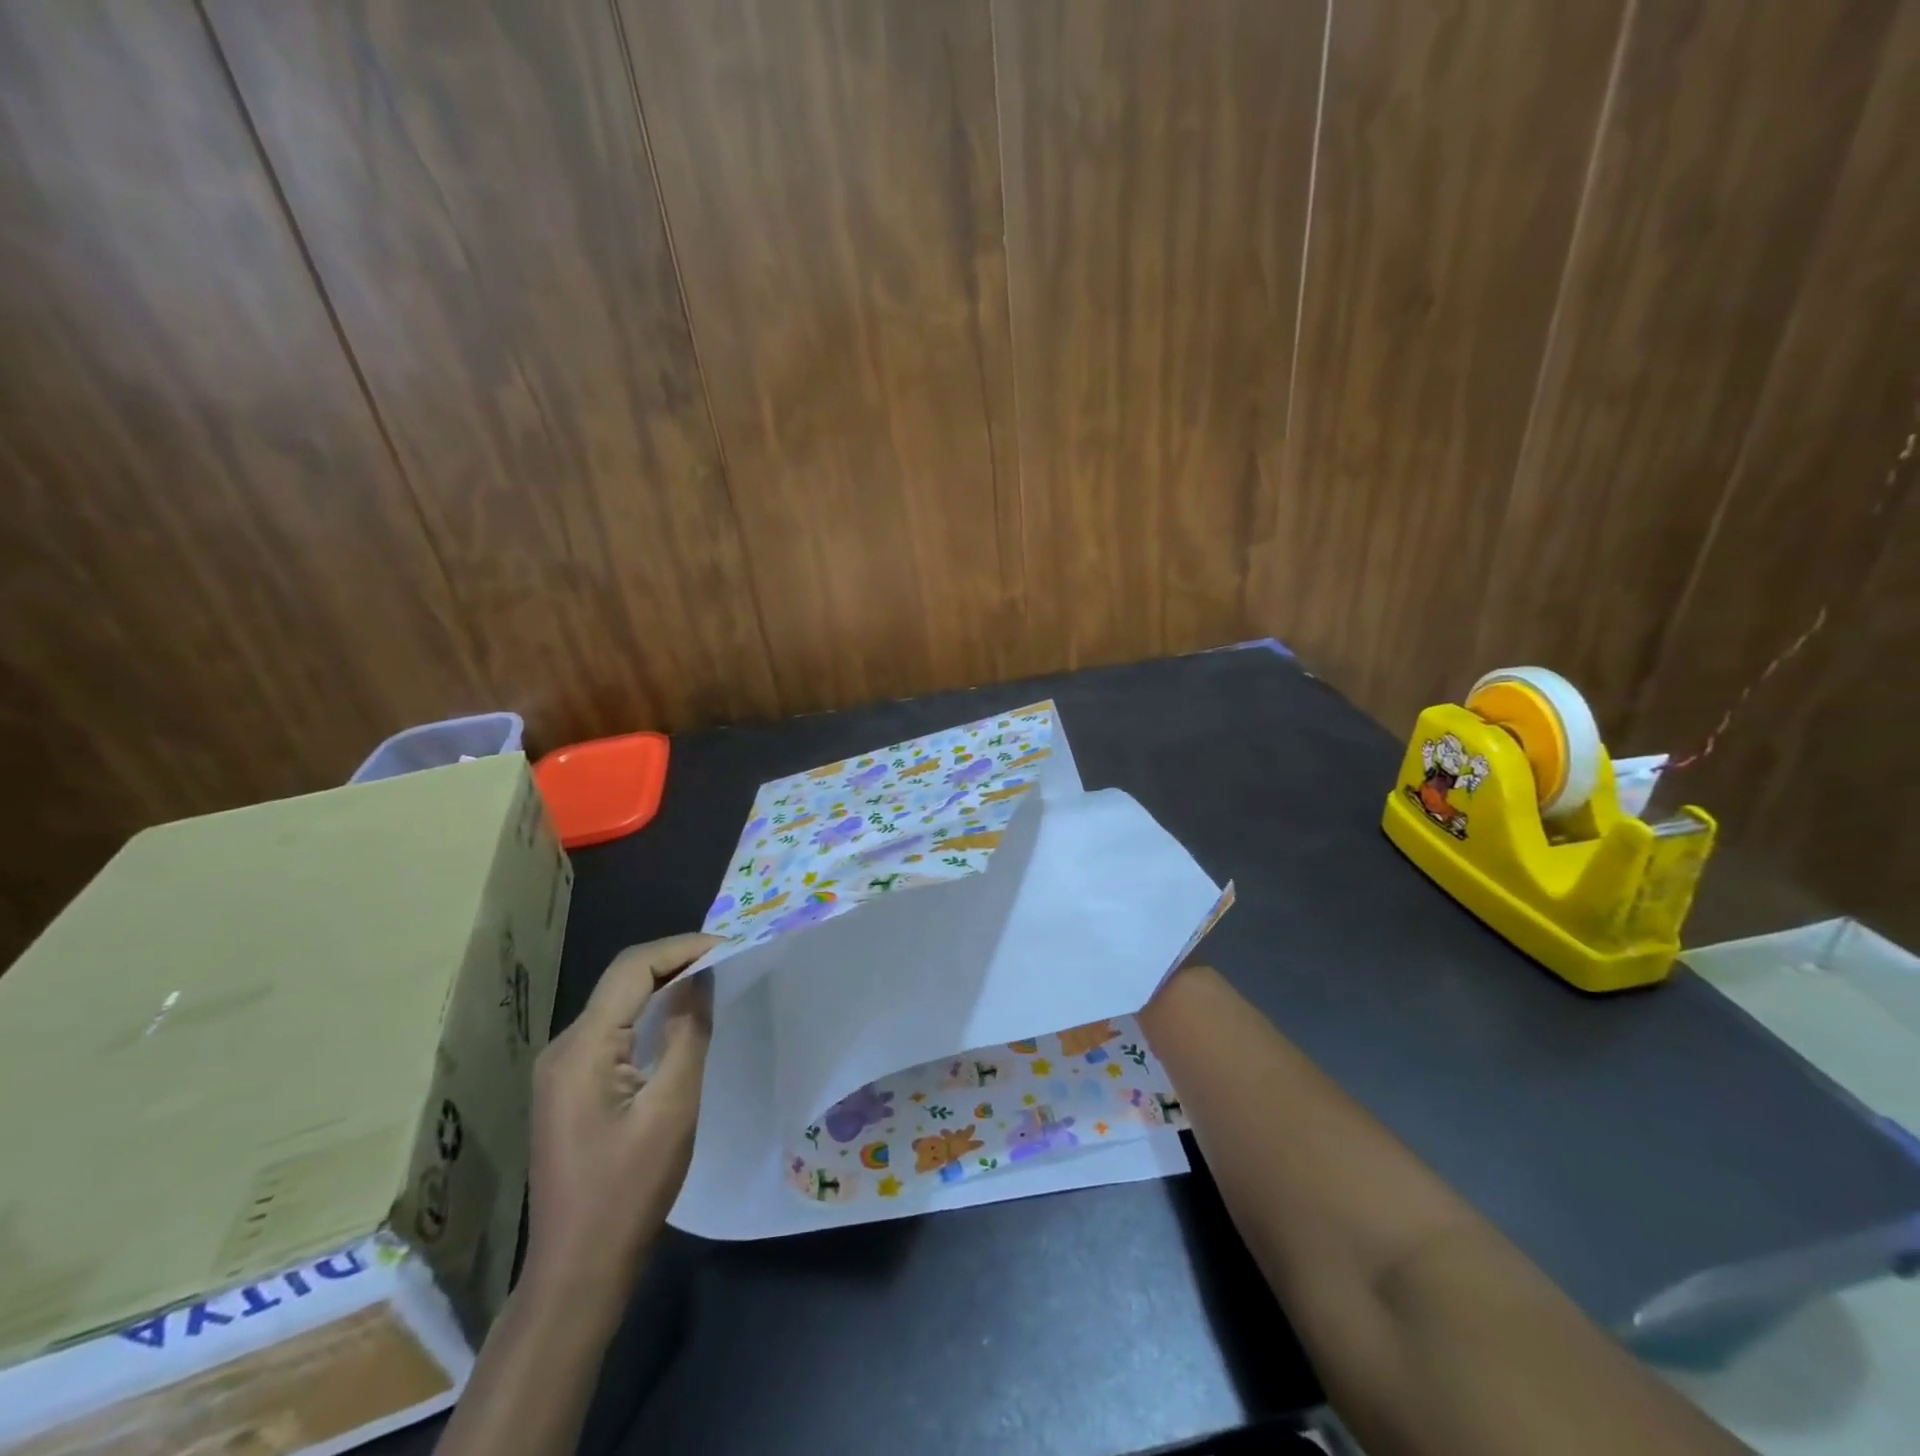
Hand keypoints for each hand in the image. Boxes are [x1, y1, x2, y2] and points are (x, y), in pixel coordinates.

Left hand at [524, 933, 718, 1299]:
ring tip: (711, 980)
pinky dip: (648, 1012)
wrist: (577, 1270)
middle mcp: (563, 1048)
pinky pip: (612, 1029)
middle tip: (726, 960)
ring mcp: (561, 1069)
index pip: (632, 969)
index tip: (728, 947)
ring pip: (617, 1002)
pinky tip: (678, 1019)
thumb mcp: (672, 1108)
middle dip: (674, 960)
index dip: (681, 948)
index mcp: (582, 1049)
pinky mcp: (569, 1087)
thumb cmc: (628, 1190)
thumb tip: (701, 978)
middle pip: (621, 980)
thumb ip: (688, 1034)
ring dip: (662, 984)